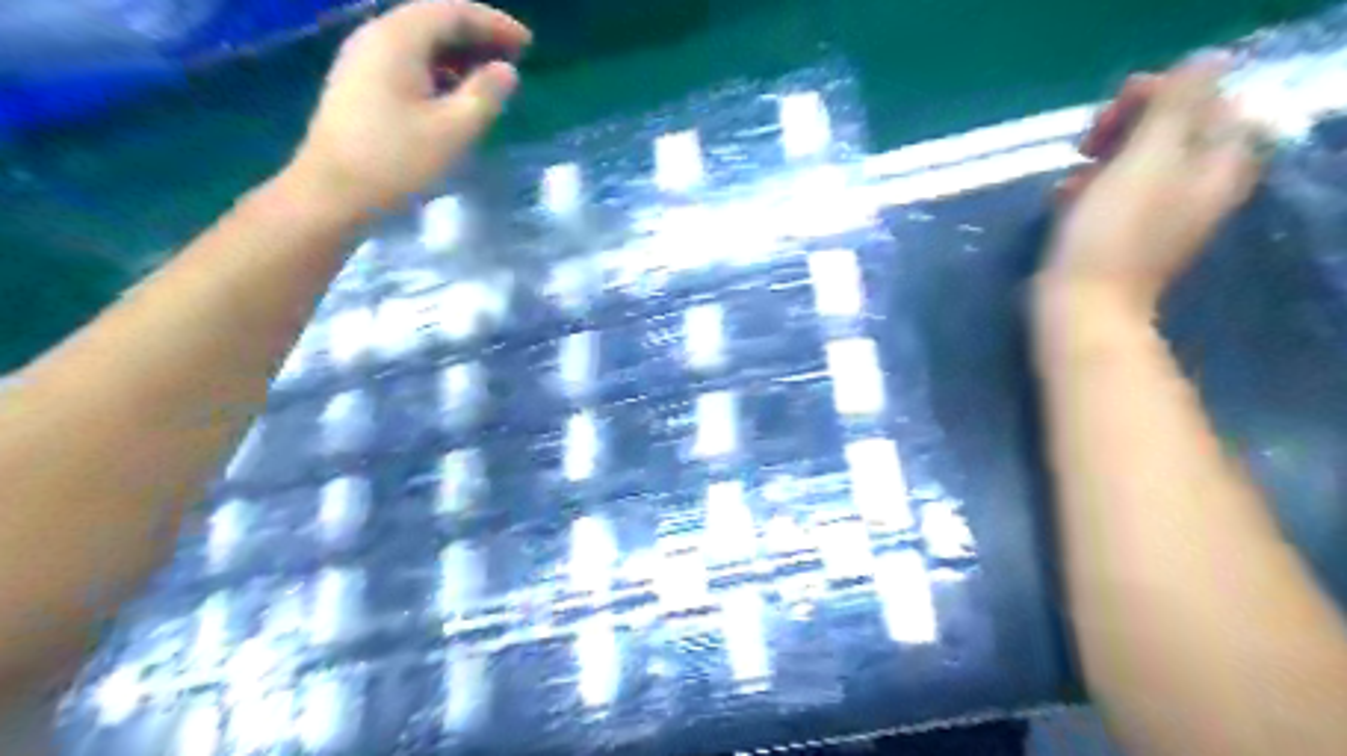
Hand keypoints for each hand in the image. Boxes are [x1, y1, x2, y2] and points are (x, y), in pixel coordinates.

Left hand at [280, 0, 528, 217]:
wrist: (331, 193)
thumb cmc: (396, 160)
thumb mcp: (453, 130)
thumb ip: (486, 95)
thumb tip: (506, 71)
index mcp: (398, 38)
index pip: (453, 11)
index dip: (494, 23)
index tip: (527, 44)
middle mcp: (376, 36)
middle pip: (433, 21)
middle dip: (477, 37)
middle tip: (513, 60)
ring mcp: (361, 60)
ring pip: (419, 43)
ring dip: (458, 56)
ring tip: (489, 80)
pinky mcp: (358, 85)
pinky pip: (405, 62)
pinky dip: (438, 71)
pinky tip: (454, 97)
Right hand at [1039, 55, 1263, 311]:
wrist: (1082, 306)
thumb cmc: (1111, 235)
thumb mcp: (1145, 161)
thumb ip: (1176, 106)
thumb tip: (1203, 62)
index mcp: (1216, 165)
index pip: (1207, 102)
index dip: (1163, 94)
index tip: (1114, 110)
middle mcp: (1196, 186)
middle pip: (1170, 130)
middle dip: (1126, 125)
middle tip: (1088, 142)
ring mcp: (1159, 212)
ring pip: (1136, 160)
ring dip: (1101, 156)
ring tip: (1072, 173)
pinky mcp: (1124, 232)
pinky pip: (1113, 191)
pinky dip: (1089, 186)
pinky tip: (1063, 198)